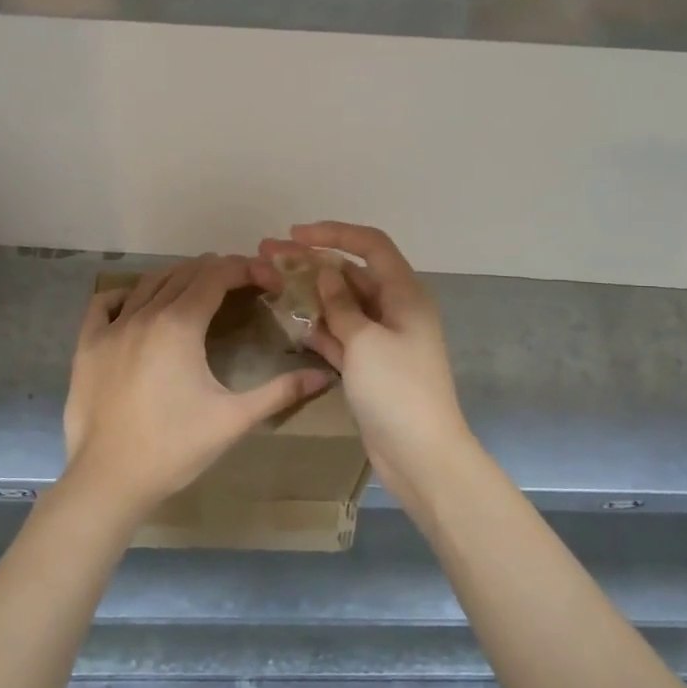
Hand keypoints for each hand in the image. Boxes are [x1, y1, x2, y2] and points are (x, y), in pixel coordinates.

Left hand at [62, 254, 331, 519]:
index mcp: (180, 325)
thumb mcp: (234, 419)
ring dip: (179, 277)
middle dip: (218, 271)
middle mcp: (145, 314)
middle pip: (185, 273)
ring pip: (148, 283)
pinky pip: (104, 304)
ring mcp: (111, 328)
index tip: (269, 281)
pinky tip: (138, 303)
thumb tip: (325, 377)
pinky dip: (126, 294)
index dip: (247, 270)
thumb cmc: (174, 448)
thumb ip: (281, 392)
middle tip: (244, 285)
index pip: (217, 276)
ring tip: (201, 288)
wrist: (108, 479)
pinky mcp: (87, 346)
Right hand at [255, 223, 475, 497]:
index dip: (334, 233)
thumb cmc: (397, 390)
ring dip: (308, 293)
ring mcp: (381, 339)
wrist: (420, 455)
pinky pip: (340, 335)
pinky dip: (318, 326)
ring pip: (341, 305)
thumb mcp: (365, 341)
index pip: (371, 246)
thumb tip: (325, 275)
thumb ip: (341, 305)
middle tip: (266, 255)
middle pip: (350, 274)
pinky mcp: (368, 366)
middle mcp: (395, 310)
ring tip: (267, 281)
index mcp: (405, 294)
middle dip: (310, 262)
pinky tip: (288, 318)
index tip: (295, 234)